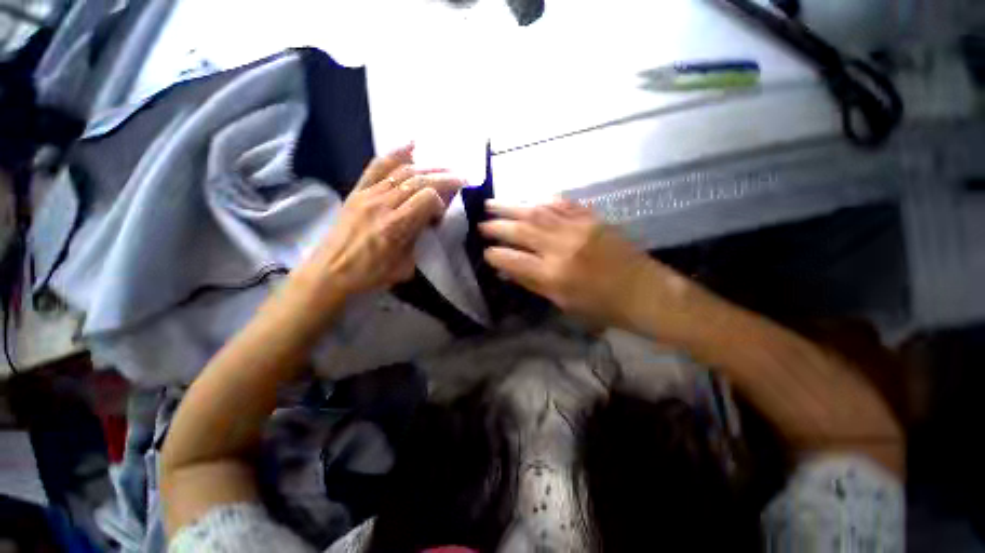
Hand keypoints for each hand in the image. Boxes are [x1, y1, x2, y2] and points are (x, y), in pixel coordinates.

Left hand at [294, 144, 463, 299]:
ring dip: (428, 167)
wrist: (330, 271)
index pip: (427, 198)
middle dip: (444, 178)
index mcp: (396, 226)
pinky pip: (378, 166)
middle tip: (461, 179)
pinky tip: (412, 145)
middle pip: (419, 180)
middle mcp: (383, 204)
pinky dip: (396, 154)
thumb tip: (427, 223)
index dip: (441, 202)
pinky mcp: (358, 191)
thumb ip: (419, 241)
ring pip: (403, 171)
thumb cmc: (369, 274)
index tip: (441, 216)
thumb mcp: (404, 266)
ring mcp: (369, 194)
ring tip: (444, 169)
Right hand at [480, 199, 664, 328]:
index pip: (514, 259)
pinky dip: (542, 200)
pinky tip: (529, 200)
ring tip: (492, 203)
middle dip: (497, 225)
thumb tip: (506, 269)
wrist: (644, 292)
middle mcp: (562, 247)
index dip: (495, 255)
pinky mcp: (592, 218)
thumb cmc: (601, 306)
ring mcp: (578, 228)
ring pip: (537, 211)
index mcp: (554, 274)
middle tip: (481, 223)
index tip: (485, 252)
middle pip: (521, 230)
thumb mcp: (562, 302)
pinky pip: (562, 204)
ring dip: (512, 206)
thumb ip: (532, 282)